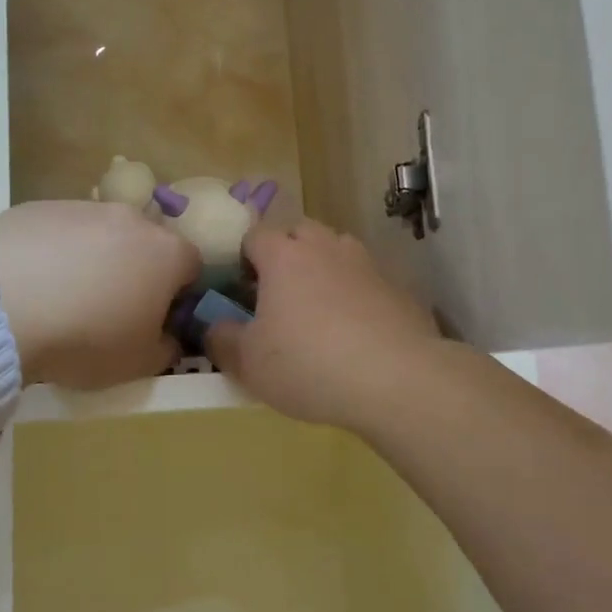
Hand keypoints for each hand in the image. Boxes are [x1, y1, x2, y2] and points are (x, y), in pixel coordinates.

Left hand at [0, 201, 199, 388]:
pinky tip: (29, 283)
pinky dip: (51, 252)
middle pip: (145, 242)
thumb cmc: (87, 339)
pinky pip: (55, 231)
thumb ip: (167, 347)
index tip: (156, 318)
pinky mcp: (36, 207)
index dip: (177, 294)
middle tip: (109, 307)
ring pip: (99, 232)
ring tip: (62, 296)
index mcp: (167, 253)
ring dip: (92, 258)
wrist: (2, 311)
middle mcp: (131, 219)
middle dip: (135, 270)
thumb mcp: (140, 364)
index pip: (191, 266)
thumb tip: (169, 336)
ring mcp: (81, 207)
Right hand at [206, 220, 439, 431]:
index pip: (256, 234)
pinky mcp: (398, 288)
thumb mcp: (248, 363)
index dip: (244, 257)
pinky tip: (357, 332)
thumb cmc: (308, 364)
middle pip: (300, 233)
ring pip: (337, 251)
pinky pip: (367, 281)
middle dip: (287, 254)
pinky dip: (357, 295)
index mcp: (284, 256)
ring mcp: (367, 264)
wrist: (395, 378)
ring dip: (324, 269)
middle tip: (280, 295)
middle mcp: (326, 248)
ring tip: (319, 311)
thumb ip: (222, 340)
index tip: (242, 288)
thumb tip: (213, 327)